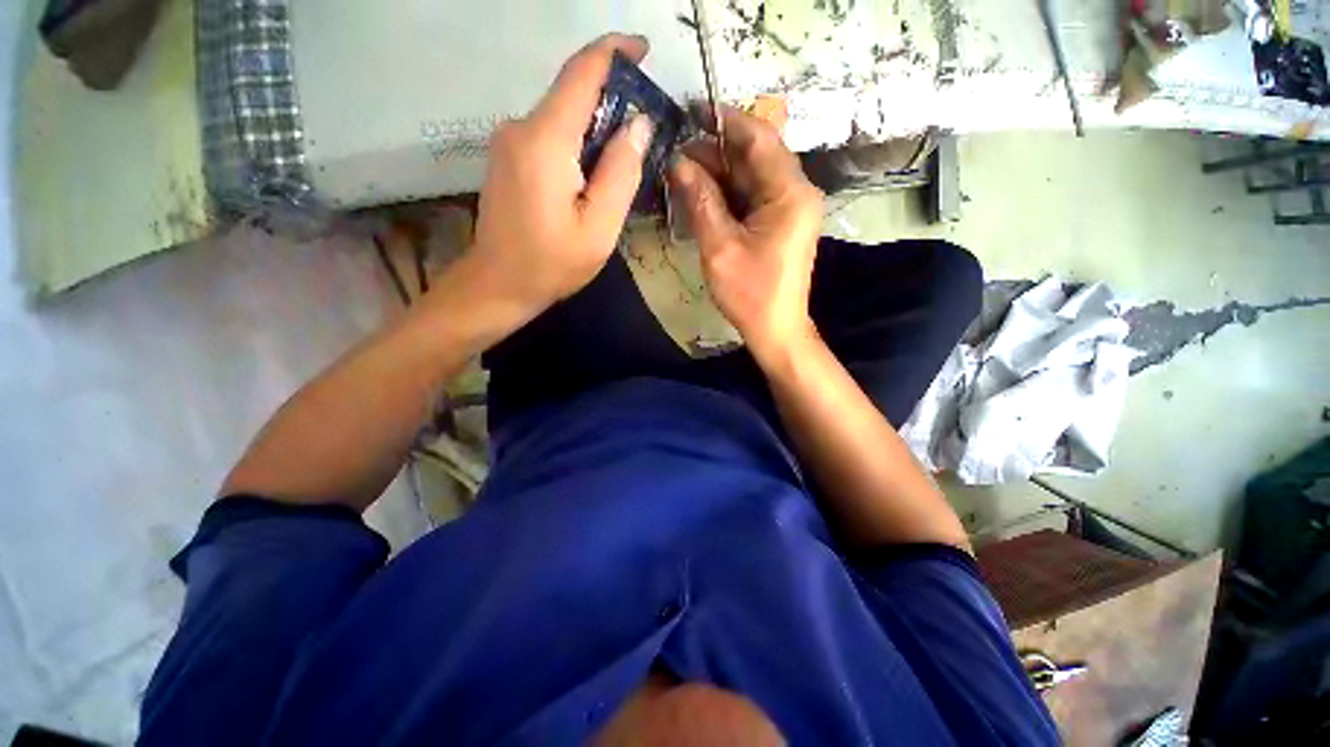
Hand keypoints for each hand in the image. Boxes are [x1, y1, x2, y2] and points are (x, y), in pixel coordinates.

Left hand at [469, 34, 654, 313]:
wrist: (499, 284)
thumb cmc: (552, 263)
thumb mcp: (600, 228)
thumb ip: (621, 173)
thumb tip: (639, 123)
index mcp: (546, 141)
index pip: (581, 73)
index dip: (614, 52)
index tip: (643, 50)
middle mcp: (521, 127)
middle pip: (572, 94)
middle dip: (612, 100)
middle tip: (646, 129)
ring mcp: (508, 141)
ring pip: (562, 116)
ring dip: (596, 127)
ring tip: (624, 160)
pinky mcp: (507, 156)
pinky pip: (549, 134)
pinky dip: (577, 142)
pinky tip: (593, 174)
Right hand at [668, 106, 823, 363]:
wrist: (776, 328)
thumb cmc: (750, 293)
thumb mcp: (720, 247)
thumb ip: (701, 201)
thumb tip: (679, 162)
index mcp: (790, 194)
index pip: (760, 138)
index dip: (726, 120)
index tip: (693, 109)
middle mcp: (797, 192)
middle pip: (757, 155)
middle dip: (718, 149)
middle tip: (679, 148)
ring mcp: (792, 207)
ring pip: (754, 175)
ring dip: (721, 171)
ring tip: (684, 168)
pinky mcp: (783, 222)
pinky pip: (755, 195)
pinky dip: (730, 191)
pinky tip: (704, 191)